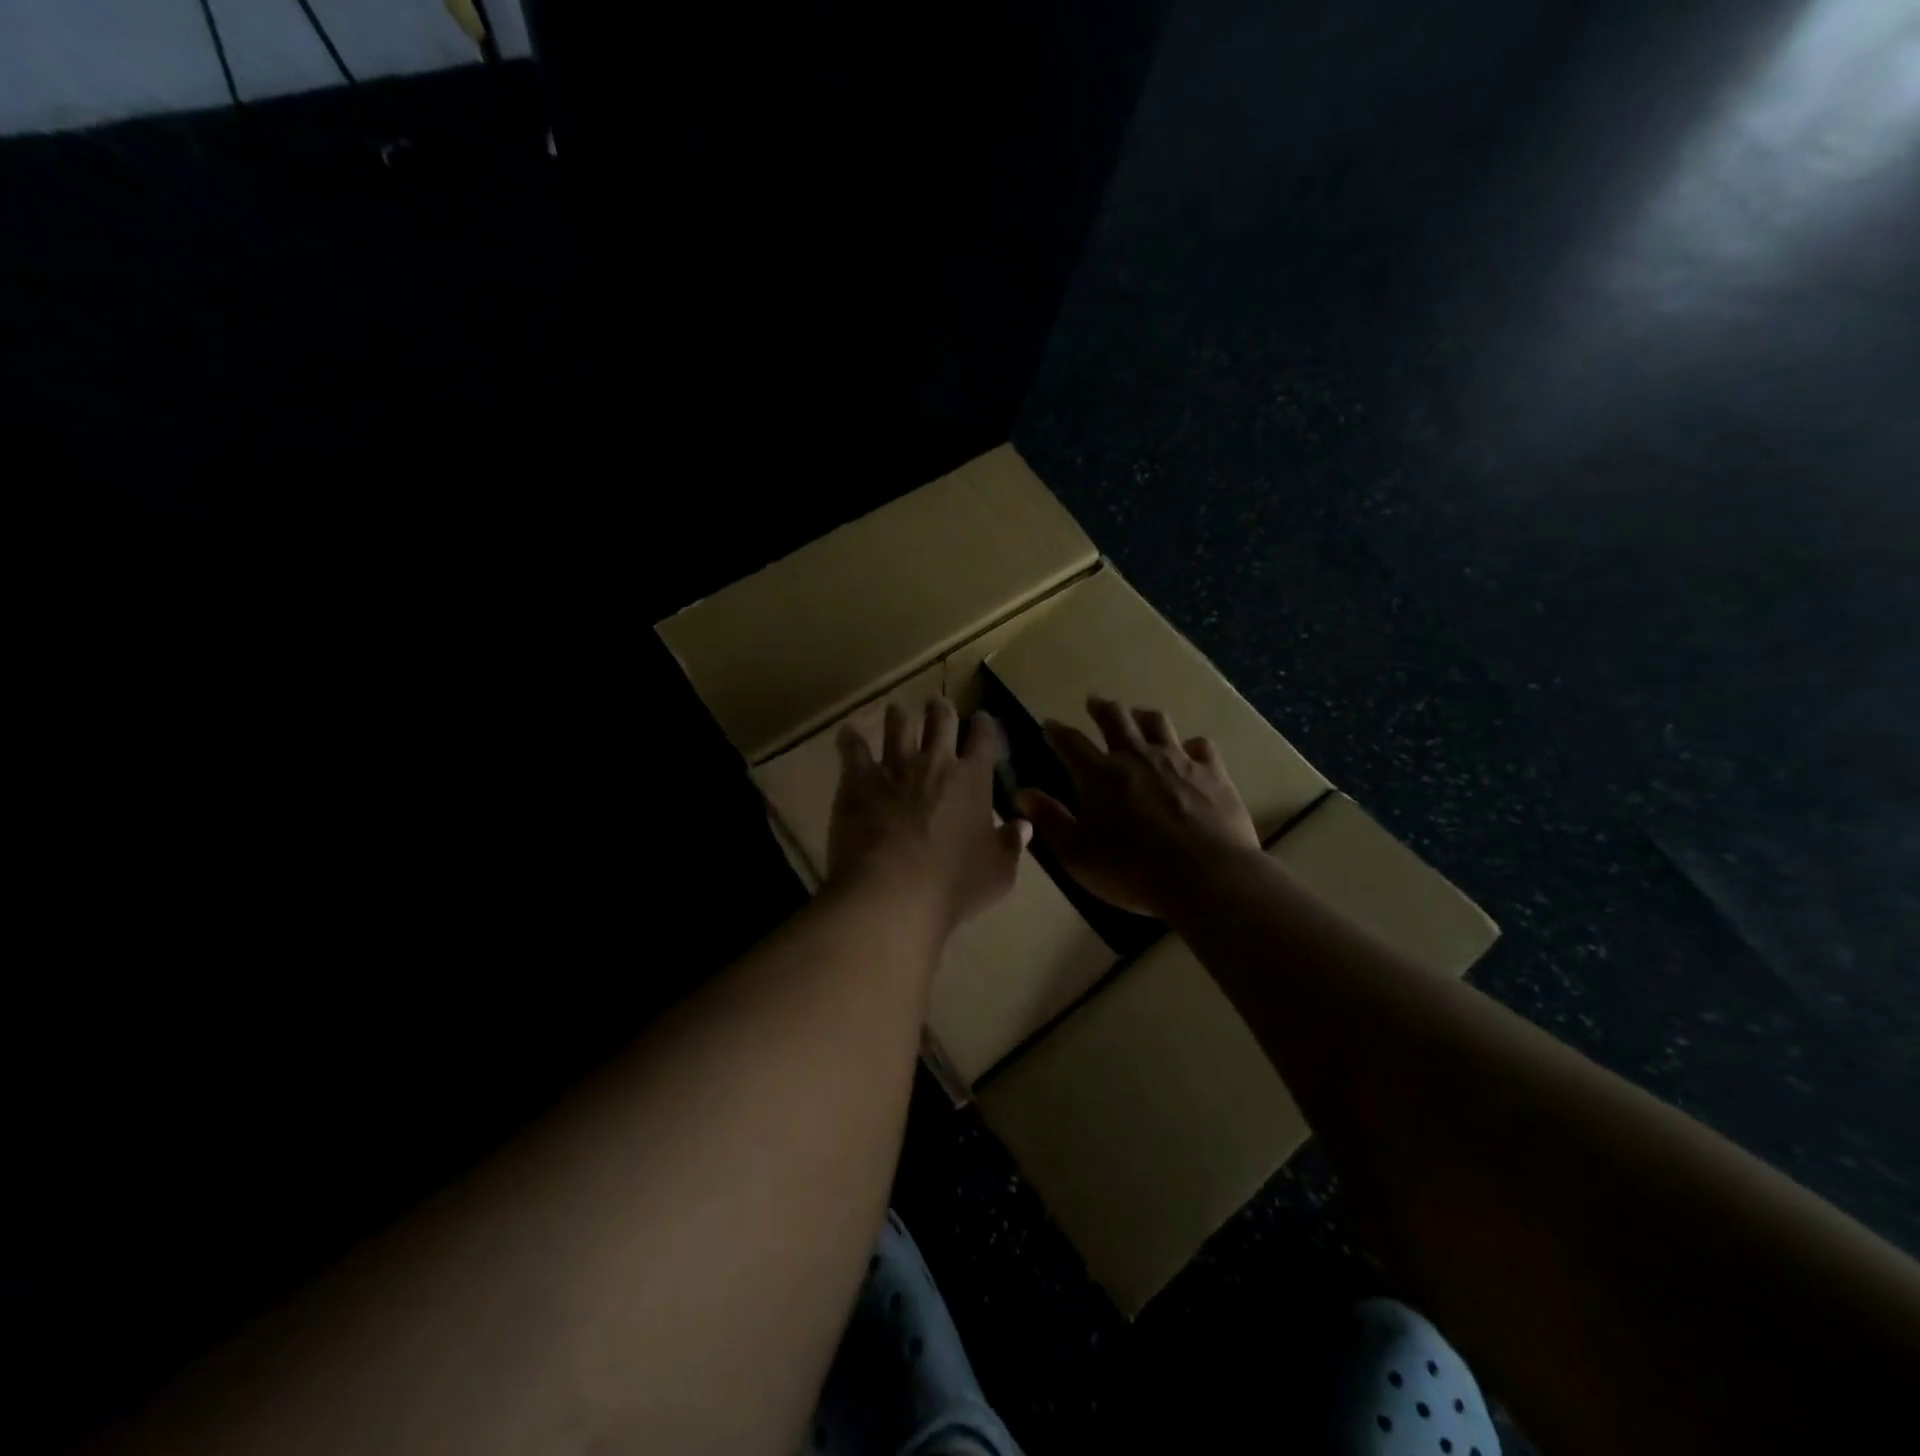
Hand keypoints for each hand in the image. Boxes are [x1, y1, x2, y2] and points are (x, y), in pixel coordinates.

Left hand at [828, 697, 1030, 935]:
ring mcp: (894, 768)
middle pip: (940, 721)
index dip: (985, 726)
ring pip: (897, 726)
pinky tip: (847, 733)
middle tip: (937, 705)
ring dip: (899, 716)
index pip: (984, 739)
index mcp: (972, 780)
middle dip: (941, 709)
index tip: (982, 719)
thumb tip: (1023, 825)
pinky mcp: (859, 780)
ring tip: (896, 711)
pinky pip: (853, 750)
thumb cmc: (953, 886)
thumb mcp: (998, 873)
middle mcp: (935, 764)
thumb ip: (1010, 845)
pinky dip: (850, 739)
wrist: (892, 893)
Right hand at [1015, 695, 1259, 919]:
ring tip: (1138, 715)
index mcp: (1099, 774)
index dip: (1056, 731)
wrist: (1206, 876)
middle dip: (1101, 708)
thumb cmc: (1132, 870)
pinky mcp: (1212, 772)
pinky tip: (1190, 749)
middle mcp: (1136, 756)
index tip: (1049, 724)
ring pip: (1157, 723)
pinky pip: (1200, 746)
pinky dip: (1190, 744)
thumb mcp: (1077, 853)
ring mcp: (1178, 760)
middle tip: (1094, 702)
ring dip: (1142, 716)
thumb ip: (1049, 819)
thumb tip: (1021, 793)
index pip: (1070, 742)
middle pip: (1115, 718)